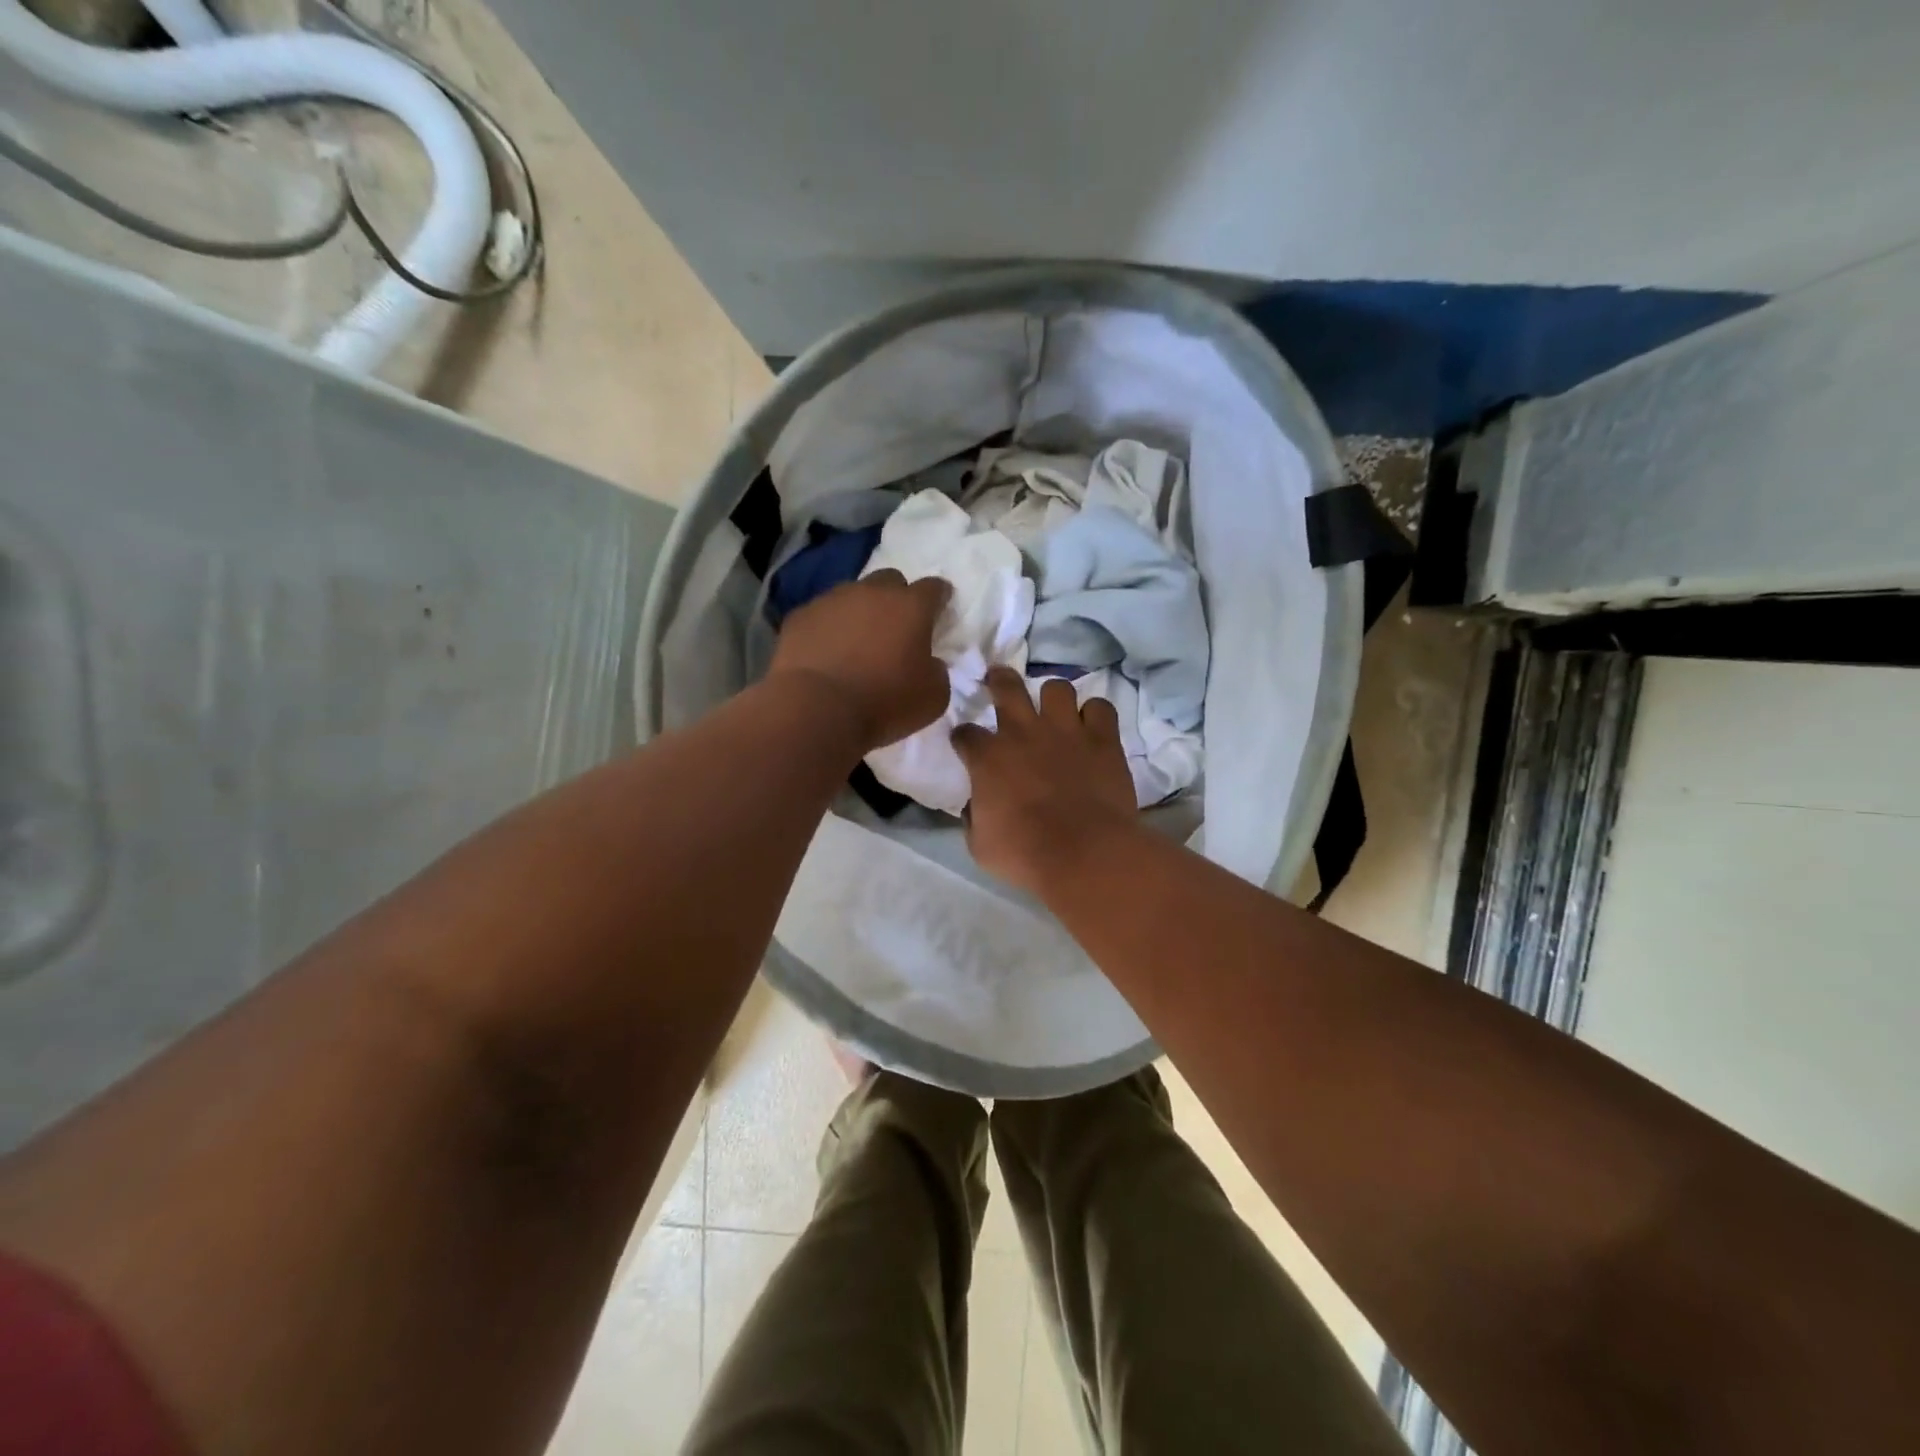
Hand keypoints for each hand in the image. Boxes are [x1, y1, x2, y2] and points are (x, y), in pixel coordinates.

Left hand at [769, 569, 952, 752]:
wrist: (816, 709)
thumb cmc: (884, 702)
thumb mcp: (933, 697)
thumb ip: (937, 670)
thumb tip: (928, 662)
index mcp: (911, 607)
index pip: (934, 588)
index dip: (940, 598)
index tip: (940, 610)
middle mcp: (871, 592)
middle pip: (890, 580)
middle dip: (896, 598)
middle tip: (896, 627)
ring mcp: (831, 600)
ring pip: (852, 594)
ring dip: (859, 612)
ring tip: (856, 642)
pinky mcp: (799, 616)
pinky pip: (820, 615)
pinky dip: (827, 628)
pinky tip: (825, 653)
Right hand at [953, 667, 1136, 895]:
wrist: (1083, 852)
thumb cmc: (1025, 854)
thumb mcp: (980, 845)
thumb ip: (975, 818)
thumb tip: (976, 807)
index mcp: (988, 758)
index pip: (966, 734)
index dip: (964, 738)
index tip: (966, 745)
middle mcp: (1023, 732)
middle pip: (1006, 686)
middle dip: (999, 679)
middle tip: (998, 678)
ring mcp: (1066, 730)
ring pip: (1057, 687)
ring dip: (1053, 697)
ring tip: (1055, 709)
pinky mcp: (1102, 739)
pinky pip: (1100, 707)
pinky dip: (1095, 715)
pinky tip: (1093, 727)